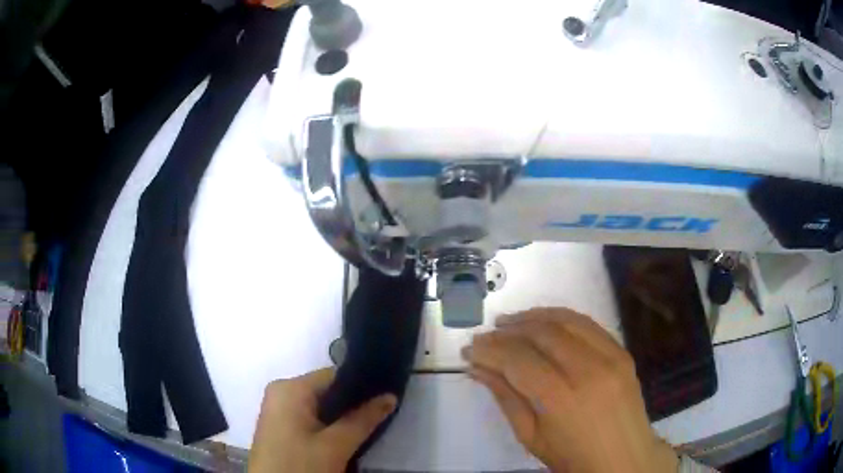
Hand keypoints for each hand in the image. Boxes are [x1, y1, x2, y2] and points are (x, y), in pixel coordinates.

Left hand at [249, 368, 396, 472]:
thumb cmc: (300, 465)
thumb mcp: (335, 445)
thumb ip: (363, 419)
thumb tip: (390, 396)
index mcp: (290, 388)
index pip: (333, 375)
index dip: (361, 385)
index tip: (385, 396)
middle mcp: (280, 392)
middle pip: (326, 390)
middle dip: (351, 404)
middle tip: (379, 415)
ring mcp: (277, 410)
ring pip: (318, 406)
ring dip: (341, 417)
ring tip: (366, 426)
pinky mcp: (279, 427)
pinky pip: (308, 417)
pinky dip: (326, 425)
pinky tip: (342, 437)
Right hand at [463, 308, 677, 472]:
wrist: (624, 458)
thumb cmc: (572, 457)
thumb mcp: (531, 437)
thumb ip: (505, 398)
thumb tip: (477, 368)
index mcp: (561, 399)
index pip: (517, 360)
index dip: (489, 350)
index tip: (470, 349)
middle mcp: (588, 369)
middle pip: (540, 333)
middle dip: (507, 330)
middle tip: (486, 336)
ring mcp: (610, 356)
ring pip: (565, 320)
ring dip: (532, 317)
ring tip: (509, 322)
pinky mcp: (622, 351)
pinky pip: (587, 324)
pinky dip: (561, 318)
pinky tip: (544, 323)